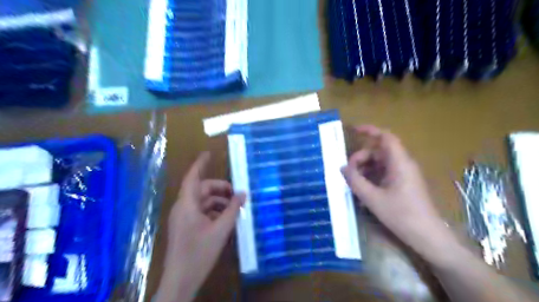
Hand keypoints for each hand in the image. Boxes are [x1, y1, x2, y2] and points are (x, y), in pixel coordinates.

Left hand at [156, 153, 244, 301]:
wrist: (180, 281)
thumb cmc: (199, 253)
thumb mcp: (220, 230)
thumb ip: (232, 210)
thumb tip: (243, 194)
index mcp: (187, 205)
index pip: (192, 177)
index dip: (200, 164)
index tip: (209, 154)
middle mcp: (183, 208)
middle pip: (202, 190)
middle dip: (220, 189)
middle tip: (237, 195)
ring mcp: (183, 218)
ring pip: (203, 202)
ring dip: (219, 202)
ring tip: (235, 208)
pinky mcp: (186, 227)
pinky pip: (201, 212)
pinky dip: (214, 211)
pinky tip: (226, 219)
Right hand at [343, 125, 460, 266]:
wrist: (428, 237)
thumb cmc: (401, 215)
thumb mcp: (372, 198)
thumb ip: (355, 181)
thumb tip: (342, 168)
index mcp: (399, 163)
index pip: (386, 137)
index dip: (370, 130)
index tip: (353, 130)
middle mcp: (403, 164)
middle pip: (378, 151)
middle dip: (361, 158)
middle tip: (348, 172)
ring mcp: (404, 174)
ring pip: (380, 163)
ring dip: (365, 168)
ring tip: (354, 183)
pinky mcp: (403, 184)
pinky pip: (384, 173)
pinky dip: (371, 176)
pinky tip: (363, 189)